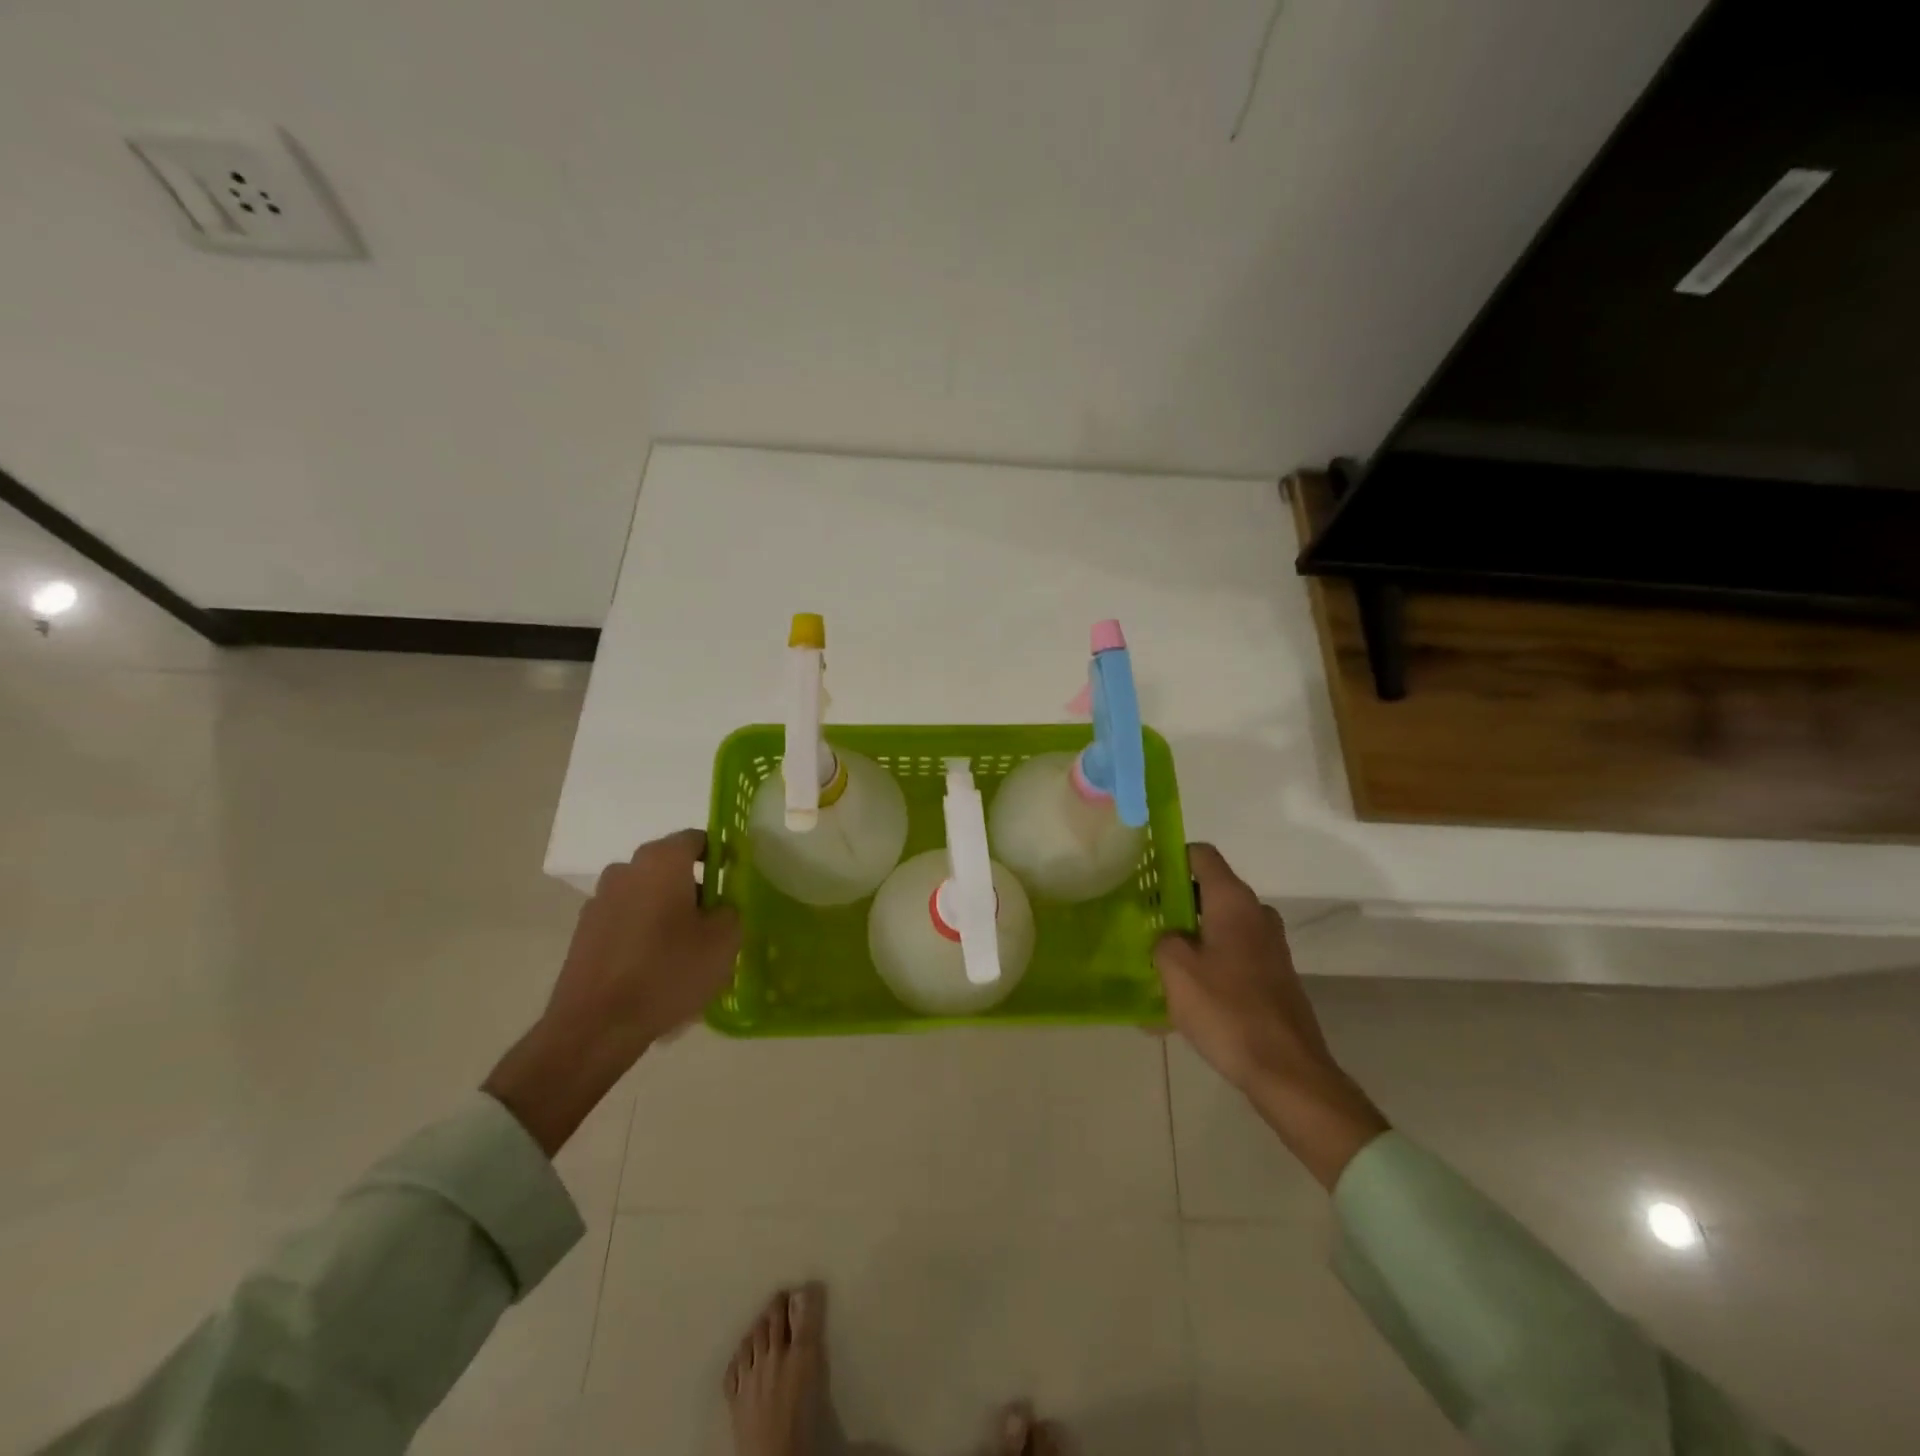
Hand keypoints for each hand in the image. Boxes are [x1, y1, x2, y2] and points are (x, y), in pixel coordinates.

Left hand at [485, 829, 740, 1155]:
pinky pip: (628, 922)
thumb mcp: (724, 940)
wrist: (595, 1027)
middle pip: (671, 868)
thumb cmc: (668, 971)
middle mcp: (626, 869)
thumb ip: (731, 908)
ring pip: (649, 897)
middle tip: (716, 923)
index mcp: (661, 860)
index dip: (722, 856)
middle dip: (696, 889)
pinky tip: (657, 971)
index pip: (698, 839)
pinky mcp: (585, 932)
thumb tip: (720, 905)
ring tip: (687, 953)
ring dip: (669, 914)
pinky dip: (645, 935)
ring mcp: (600, 900)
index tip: (735, 883)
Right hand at [1155, 844, 1387, 1189]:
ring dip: (1186, 942)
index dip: (1170, 857)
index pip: (1201, 855)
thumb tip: (1169, 936)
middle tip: (1141, 924)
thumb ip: (1163, 939)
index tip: (1143, 876)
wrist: (1287, 1072)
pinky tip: (1175, 1005)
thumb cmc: (1227, 1010)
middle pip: (1207, 892)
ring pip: (1217, 929)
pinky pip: (1229, 959)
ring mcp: (1268, 947)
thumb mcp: (1176, 970)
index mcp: (1233, 902)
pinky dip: (1204, 970)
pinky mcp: (1272, 977)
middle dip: (1172, 905)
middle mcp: (1256, 915)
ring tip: (1153, 969)